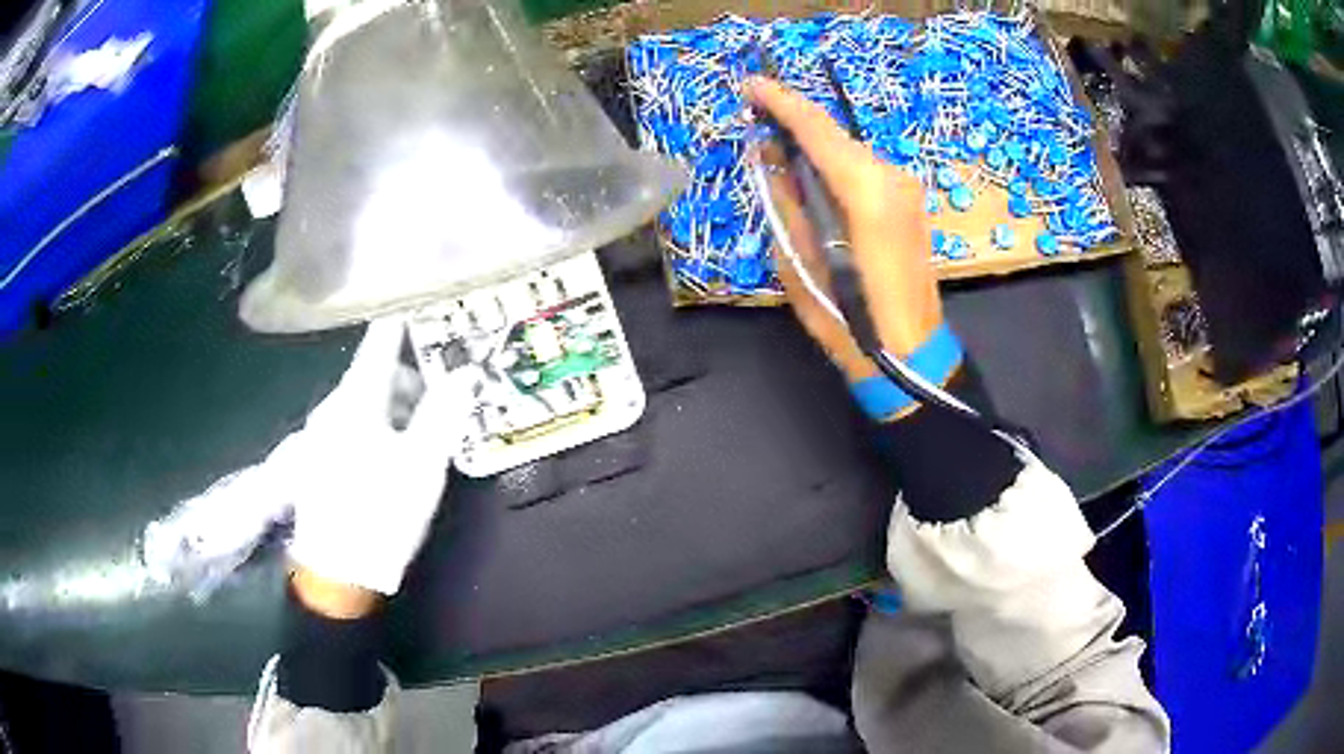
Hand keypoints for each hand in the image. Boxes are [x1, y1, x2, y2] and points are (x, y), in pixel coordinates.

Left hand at [282, 318, 469, 604]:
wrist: (336, 575)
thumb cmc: (380, 514)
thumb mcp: (422, 465)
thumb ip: (442, 412)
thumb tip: (465, 371)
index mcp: (355, 399)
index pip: (381, 340)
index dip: (406, 319)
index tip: (432, 306)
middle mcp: (331, 407)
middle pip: (373, 374)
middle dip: (410, 376)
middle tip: (444, 394)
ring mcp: (319, 435)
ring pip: (363, 403)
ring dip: (395, 406)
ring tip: (424, 434)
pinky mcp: (316, 461)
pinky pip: (352, 427)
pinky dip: (378, 426)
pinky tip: (394, 456)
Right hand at [745, 77, 944, 379]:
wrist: (911, 357)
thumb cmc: (850, 321)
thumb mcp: (801, 264)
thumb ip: (786, 203)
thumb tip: (770, 159)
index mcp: (866, 192)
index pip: (817, 130)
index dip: (781, 102)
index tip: (750, 86)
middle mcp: (892, 178)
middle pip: (835, 134)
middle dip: (795, 120)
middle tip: (756, 116)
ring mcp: (907, 189)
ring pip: (850, 150)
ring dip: (814, 144)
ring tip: (778, 147)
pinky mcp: (911, 203)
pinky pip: (864, 169)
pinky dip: (835, 163)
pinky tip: (813, 174)